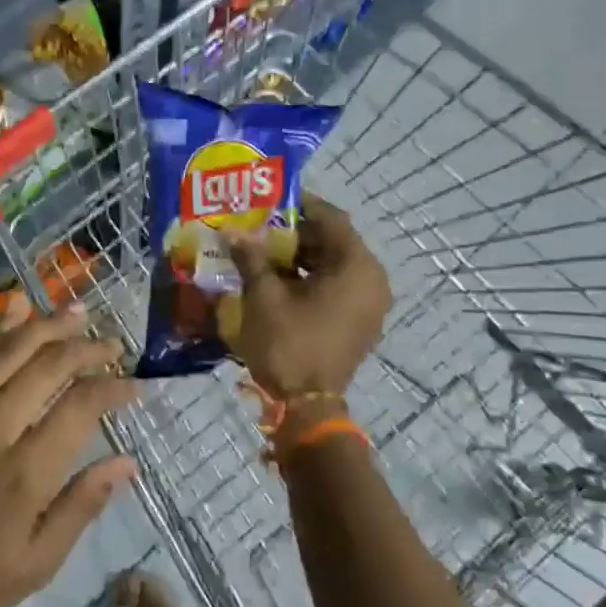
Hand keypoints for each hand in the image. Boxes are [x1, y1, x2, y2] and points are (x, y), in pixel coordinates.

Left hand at [0, 300, 136, 606]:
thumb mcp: (37, 564)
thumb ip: (82, 505)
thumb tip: (127, 462)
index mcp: (25, 470)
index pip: (80, 405)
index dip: (112, 387)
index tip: (134, 384)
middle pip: (48, 365)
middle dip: (87, 347)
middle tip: (112, 343)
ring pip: (9, 349)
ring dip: (46, 325)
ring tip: (77, 311)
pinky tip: (17, 310)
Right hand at [228, 194, 390, 395]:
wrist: (306, 407)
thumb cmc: (288, 343)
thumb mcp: (264, 296)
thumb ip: (251, 257)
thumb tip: (233, 230)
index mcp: (357, 267)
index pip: (332, 219)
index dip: (300, 205)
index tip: (270, 199)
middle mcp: (372, 280)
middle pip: (334, 241)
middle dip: (295, 232)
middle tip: (260, 226)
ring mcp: (369, 304)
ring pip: (334, 265)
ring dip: (300, 256)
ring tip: (262, 251)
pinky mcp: (359, 322)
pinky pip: (337, 287)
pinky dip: (310, 278)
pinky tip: (276, 279)